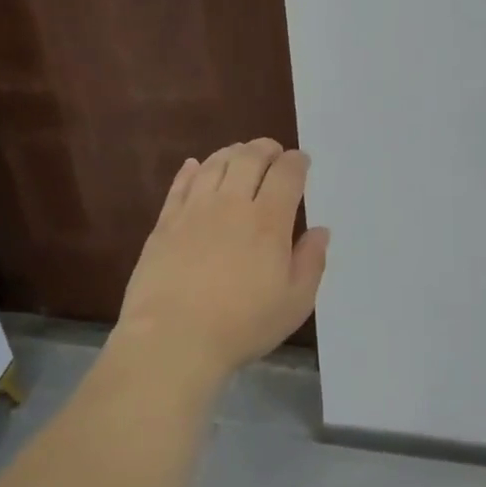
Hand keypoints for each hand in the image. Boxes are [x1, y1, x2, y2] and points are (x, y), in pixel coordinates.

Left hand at [114, 138, 329, 385]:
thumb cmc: (242, 324)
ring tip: (239, 154)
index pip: (286, 174)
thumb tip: (320, 231)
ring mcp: (194, 210)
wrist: (173, 337)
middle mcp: (232, 204)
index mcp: (268, 221)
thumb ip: (311, 262)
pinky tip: (194, 166)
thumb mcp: (294, 303)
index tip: (301, 161)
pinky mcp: (165, 222)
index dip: (296, 162)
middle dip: (265, 149)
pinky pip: (180, 184)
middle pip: (249, 158)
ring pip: (214, 164)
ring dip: (231, 153)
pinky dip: (191, 170)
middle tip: (272, 151)